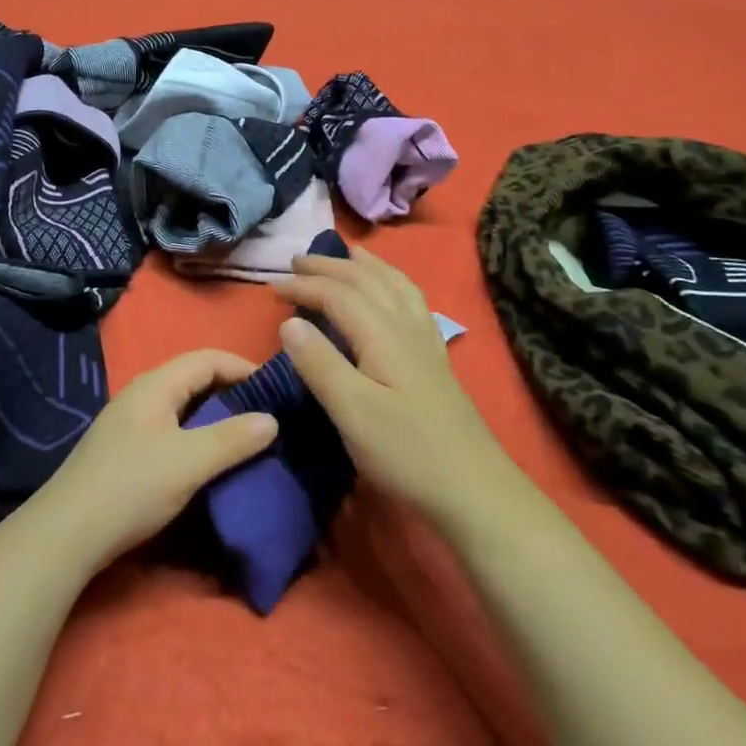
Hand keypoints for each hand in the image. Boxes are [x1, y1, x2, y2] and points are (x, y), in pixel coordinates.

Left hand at [23, 349, 279, 572]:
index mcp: (156, 384)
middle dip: (232, 391)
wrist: (65, 533)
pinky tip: (209, 458)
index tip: (275, 390)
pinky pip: (172, 426)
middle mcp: (142, 393)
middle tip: (266, 415)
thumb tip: (271, 419)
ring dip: (215, 415)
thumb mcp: (189, 463)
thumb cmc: (131, 487)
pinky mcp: (126, 448)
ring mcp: (131, 421)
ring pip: (183, 404)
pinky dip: (197, 433)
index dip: (243, 367)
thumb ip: (232, 439)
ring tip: (246, 437)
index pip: (207, 358)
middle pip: (195, 378)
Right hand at [274, 248, 509, 528]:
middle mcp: (406, 326)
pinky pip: (412, 300)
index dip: (304, 285)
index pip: (338, 294)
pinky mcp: (435, 358)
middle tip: (297, 261)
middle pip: (366, 280)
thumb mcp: (353, 413)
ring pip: (394, 284)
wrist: (475, 490)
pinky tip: (391, 292)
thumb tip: (289, 322)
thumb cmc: (406, 452)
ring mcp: (425, 341)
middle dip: (329, 266)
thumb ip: (320, 364)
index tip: (271, 287)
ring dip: (365, 266)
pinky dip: (393, 282)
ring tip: (346, 255)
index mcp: (383, 335)